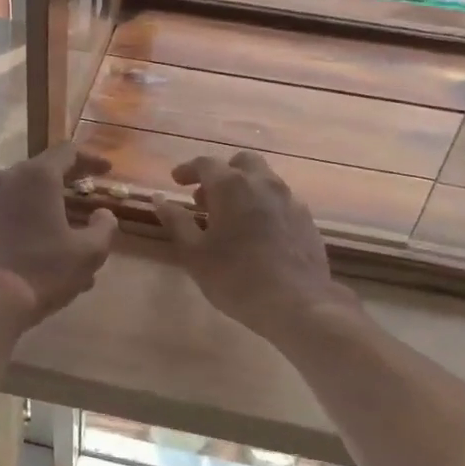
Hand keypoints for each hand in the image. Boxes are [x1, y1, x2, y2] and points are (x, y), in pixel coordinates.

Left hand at [0, 144, 118, 327]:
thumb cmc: (41, 271)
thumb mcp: (89, 253)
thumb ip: (104, 227)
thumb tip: (103, 214)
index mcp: (36, 177)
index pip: (67, 152)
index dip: (90, 159)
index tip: (105, 170)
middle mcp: (3, 179)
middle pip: (38, 172)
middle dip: (63, 186)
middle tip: (81, 203)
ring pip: (16, 196)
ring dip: (38, 209)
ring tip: (55, 236)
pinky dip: (14, 225)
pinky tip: (25, 251)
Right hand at [154, 151, 357, 340]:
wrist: (297, 303)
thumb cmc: (235, 277)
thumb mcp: (194, 252)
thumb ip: (176, 221)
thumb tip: (158, 199)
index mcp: (232, 185)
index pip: (205, 163)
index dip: (188, 170)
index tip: (176, 182)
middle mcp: (263, 183)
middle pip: (241, 162)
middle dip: (221, 173)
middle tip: (205, 198)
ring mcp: (289, 199)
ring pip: (264, 180)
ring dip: (243, 188)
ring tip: (229, 217)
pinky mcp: (306, 219)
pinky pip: (280, 200)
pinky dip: (263, 205)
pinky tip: (257, 232)